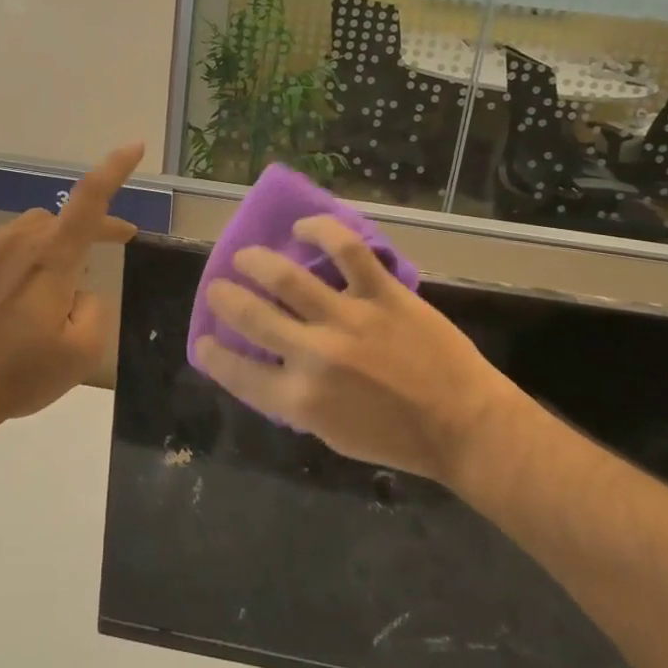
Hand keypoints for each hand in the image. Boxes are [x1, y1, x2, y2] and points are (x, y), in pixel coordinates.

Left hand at [0, 143, 143, 450]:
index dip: (115, 169)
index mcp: (51, 256)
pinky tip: (20, 298)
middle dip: (93, 229)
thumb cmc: (17, 373)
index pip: (90, 198)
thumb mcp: (81, 352)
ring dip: (56, 247)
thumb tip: (79, 292)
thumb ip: (95, 309)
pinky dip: (25, 261)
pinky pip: (6, 248)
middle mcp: (17, 240)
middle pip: (64, 219)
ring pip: (34, 232)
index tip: (134, 146)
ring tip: (60, 285)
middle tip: (115, 246)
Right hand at [194, 217, 525, 488]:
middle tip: (218, 288)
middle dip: (225, 298)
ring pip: (287, 277)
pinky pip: (347, 250)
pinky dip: (321, 231)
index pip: (238, 372)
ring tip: (245, 255)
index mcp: (300, 399)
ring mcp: (349, 319)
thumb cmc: (396, 439)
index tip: (204, 341)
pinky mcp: (383, 293)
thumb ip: (295, 399)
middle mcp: (315, 355)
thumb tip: (273, 367)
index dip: (213, 354)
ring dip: (256, 261)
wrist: (463, 425)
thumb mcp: (331, 433)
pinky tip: (304, 229)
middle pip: (251, 316)